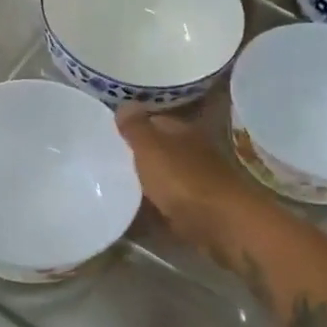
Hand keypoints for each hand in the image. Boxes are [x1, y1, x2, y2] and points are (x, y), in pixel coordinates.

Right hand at [115, 106, 257, 255]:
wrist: (221, 224)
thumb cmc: (183, 179)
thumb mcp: (151, 148)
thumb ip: (136, 128)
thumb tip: (125, 102)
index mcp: (183, 132)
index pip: (155, 121)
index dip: (133, 126)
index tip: (107, 134)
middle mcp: (192, 153)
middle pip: (160, 151)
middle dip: (137, 156)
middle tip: (105, 163)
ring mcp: (197, 183)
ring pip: (164, 178)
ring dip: (145, 183)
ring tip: (114, 188)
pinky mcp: (196, 211)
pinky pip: (168, 205)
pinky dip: (153, 208)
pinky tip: (134, 213)